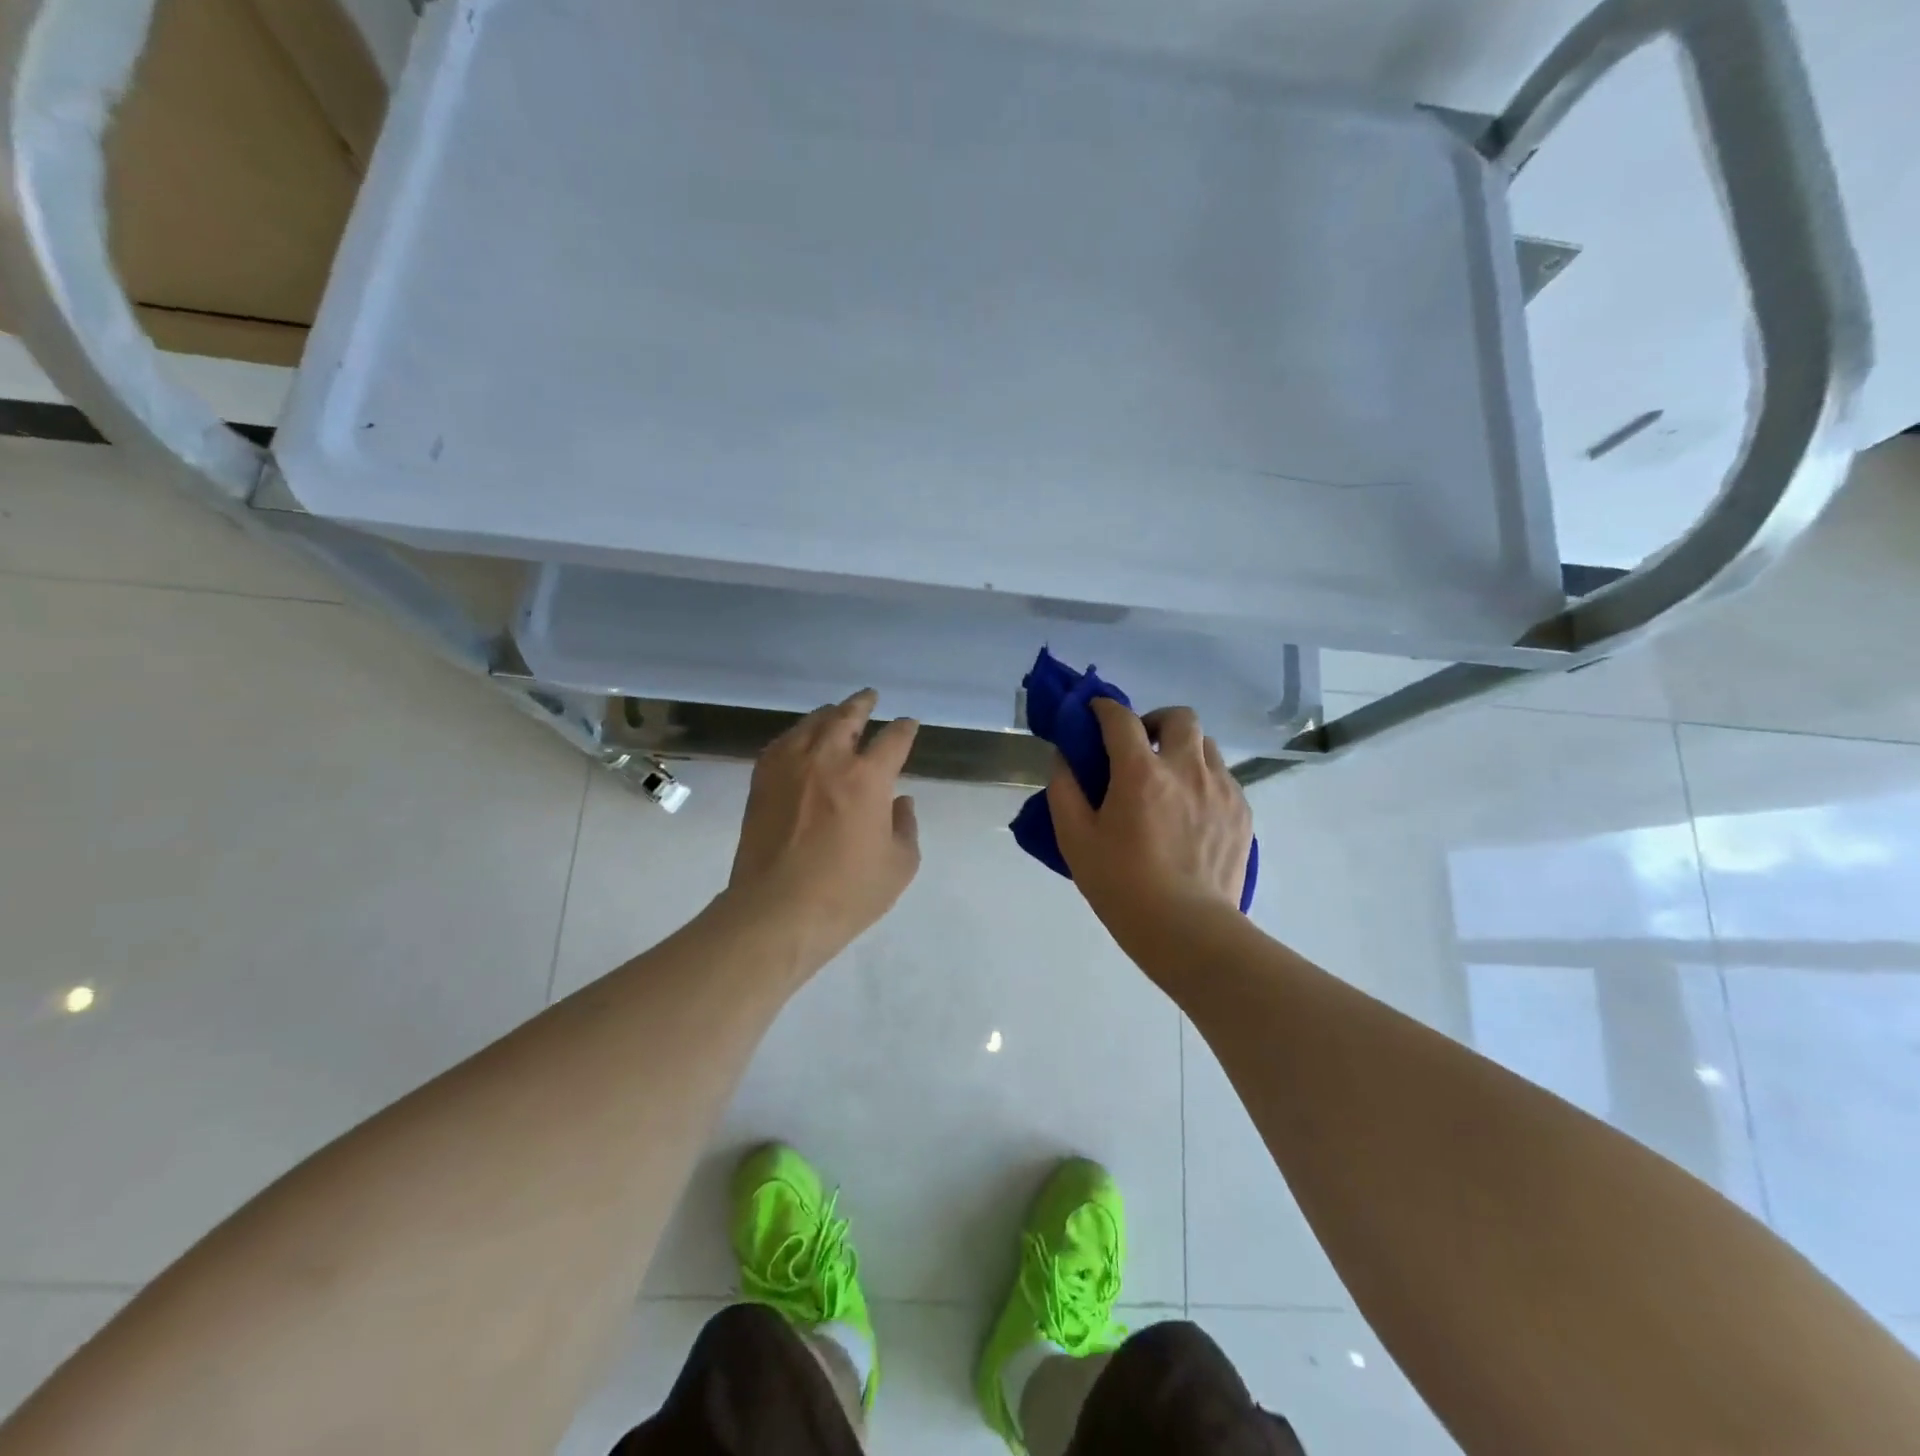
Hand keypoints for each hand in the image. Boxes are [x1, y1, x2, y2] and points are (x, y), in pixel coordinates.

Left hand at [726, 689, 921, 967]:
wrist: (777, 910)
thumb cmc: (847, 893)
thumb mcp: (899, 866)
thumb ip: (905, 827)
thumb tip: (901, 801)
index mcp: (868, 778)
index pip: (893, 739)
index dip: (905, 729)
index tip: (908, 725)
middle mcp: (829, 760)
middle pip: (847, 716)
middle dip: (863, 703)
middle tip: (870, 697)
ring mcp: (790, 767)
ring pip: (812, 723)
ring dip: (829, 714)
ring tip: (835, 712)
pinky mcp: (762, 781)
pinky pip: (782, 743)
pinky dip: (797, 734)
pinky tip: (799, 739)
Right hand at [1047, 700, 1253, 947]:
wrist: (1188, 931)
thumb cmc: (1122, 886)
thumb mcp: (1075, 840)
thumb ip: (1065, 790)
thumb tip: (1066, 758)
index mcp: (1141, 773)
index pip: (1120, 718)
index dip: (1103, 708)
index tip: (1094, 713)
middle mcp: (1186, 769)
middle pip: (1179, 717)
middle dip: (1155, 721)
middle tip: (1139, 748)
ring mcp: (1221, 789)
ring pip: (1206, 745)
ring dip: (1182, 749)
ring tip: (1167, 781)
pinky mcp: (1242, 812)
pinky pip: (1222, 777)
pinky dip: (1202, 779)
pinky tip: (1189, 812)